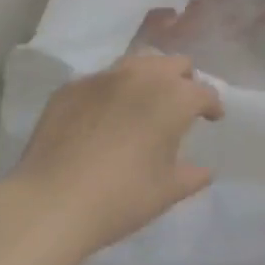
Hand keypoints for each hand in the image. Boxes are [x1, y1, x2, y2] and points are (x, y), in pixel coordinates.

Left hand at [8, 53, 223, 256]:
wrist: (52, 201)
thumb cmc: (121, 197)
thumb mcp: (166, 192)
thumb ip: (192, 176)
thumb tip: (204, 169)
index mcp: (174, 97)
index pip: (204, 91)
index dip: (212, 105)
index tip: (212, 118)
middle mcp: (142, 75)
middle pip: (173, 64)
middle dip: (183, 80)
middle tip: (179, 106)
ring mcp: (103, 77)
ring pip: (137, 63)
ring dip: (148, 78)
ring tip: (143, 103)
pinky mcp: (71, 87)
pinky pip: (101, 81)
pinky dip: (111, 93)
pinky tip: (103, 117)